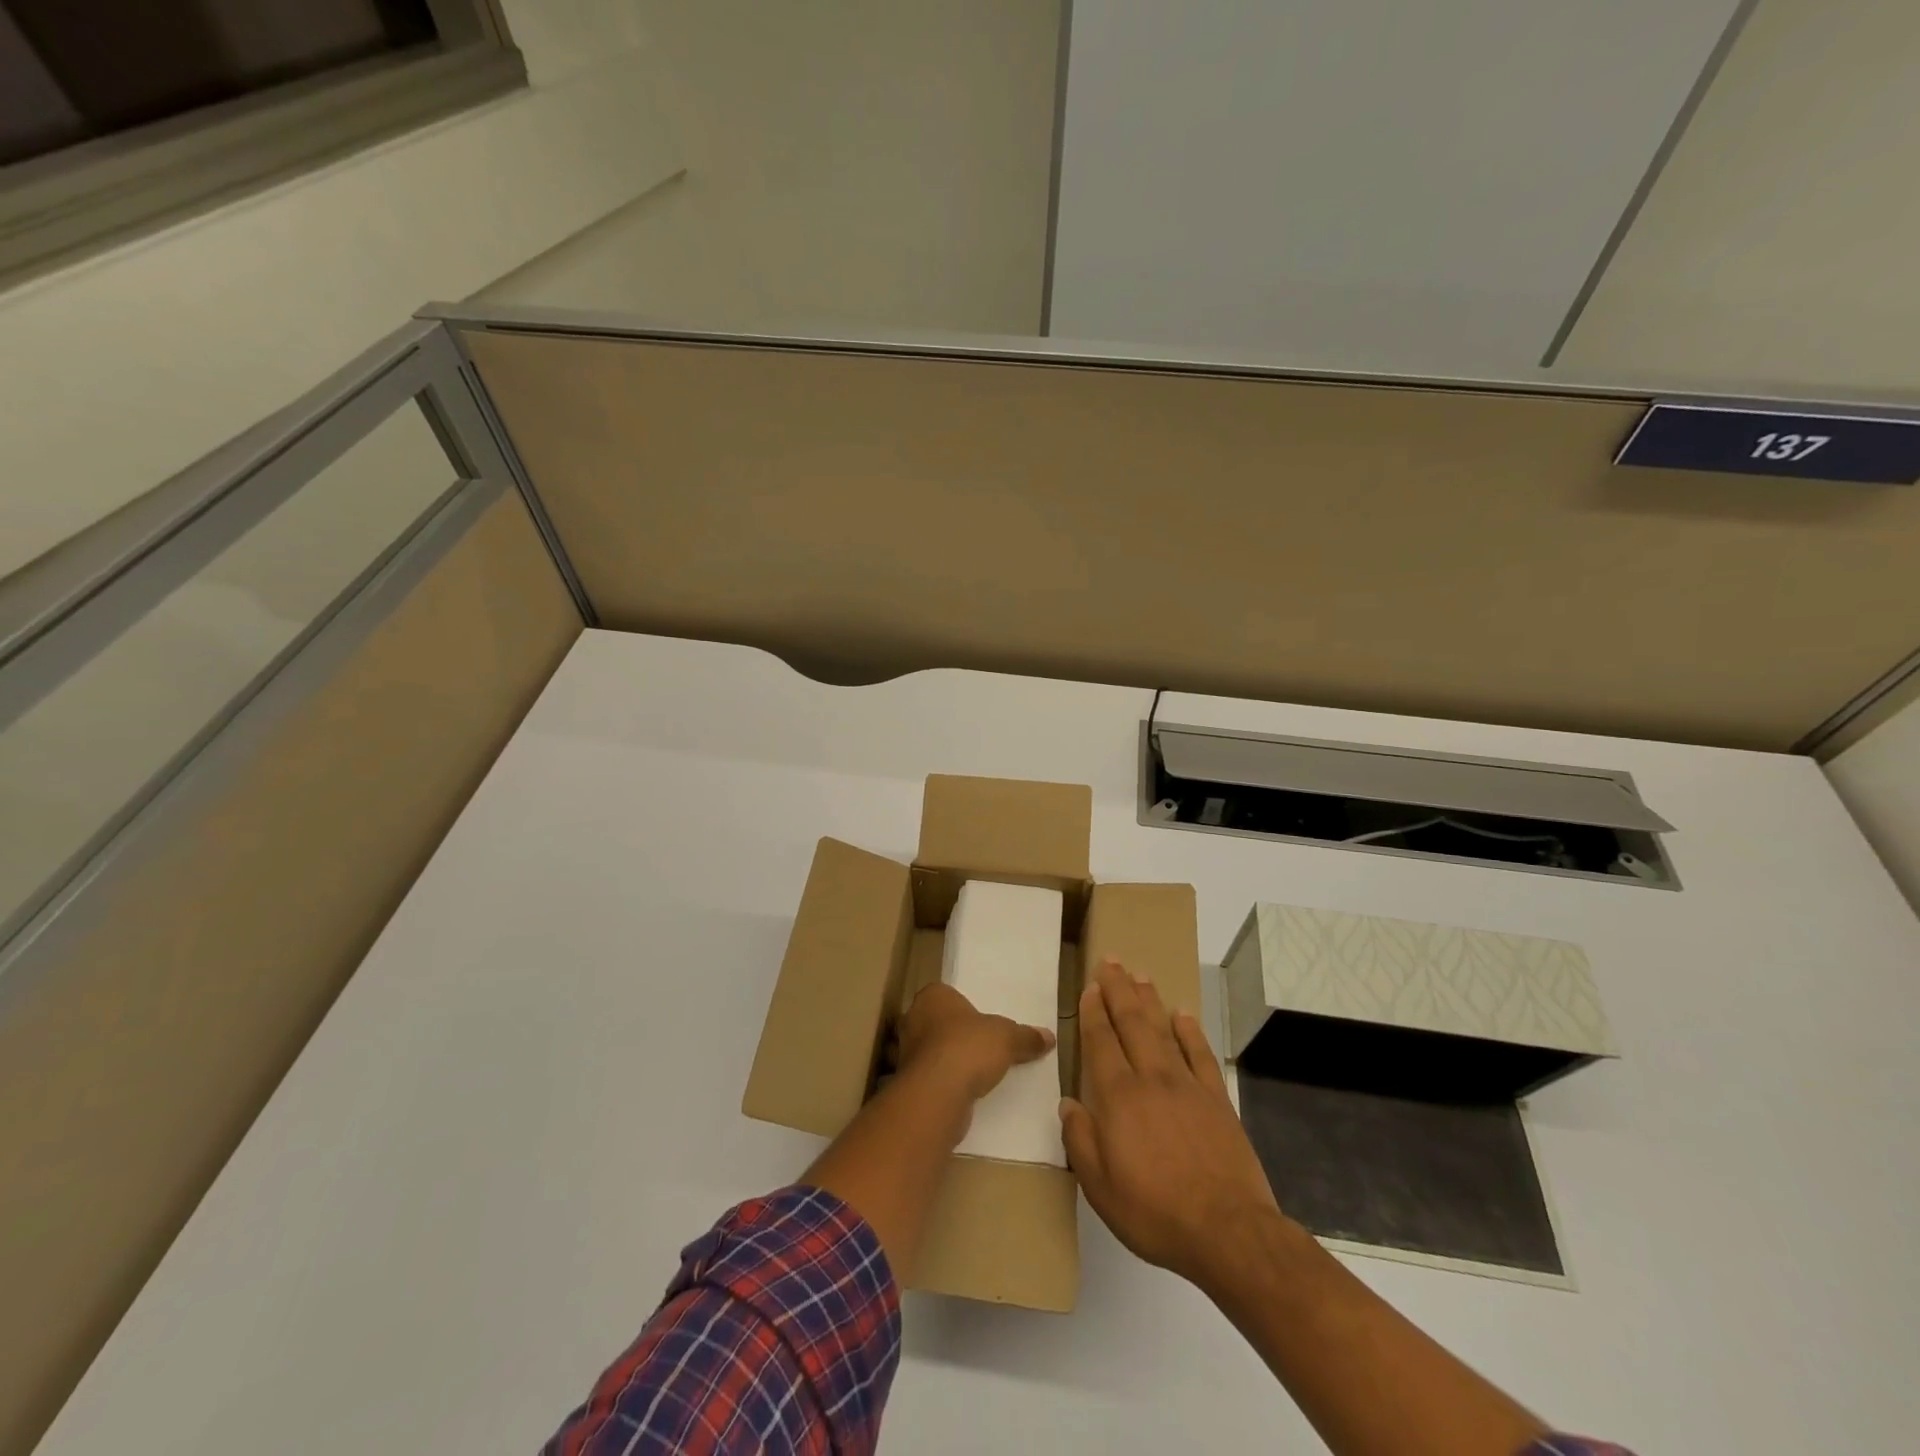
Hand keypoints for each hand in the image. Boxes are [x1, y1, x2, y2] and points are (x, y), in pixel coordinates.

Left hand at [896, 982, 1054, 1100]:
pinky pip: (932, 1076)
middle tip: (984, 1046)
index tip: (984, 1023)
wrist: (937, 1094)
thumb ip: (1026, 1036)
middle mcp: (914, 1018)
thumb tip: (1049, 1037)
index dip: (966, 1008)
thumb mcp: (1007, 1038)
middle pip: (940, 1022)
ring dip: (951, 1060)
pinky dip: (946, 1083)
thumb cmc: (968, 1048)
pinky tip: (966, 1092)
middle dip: (958, 1034)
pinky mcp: (908, 1082)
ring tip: (978, 1072)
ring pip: (934, 1050)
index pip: (948, 995)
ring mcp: (906, 1051)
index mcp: (933, 996)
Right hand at [1060, 960, 1281, 1288]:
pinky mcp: (1217, 1100)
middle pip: (1132, 1023)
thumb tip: (1068, 1104)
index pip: (1102, 1042)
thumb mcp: (1100, 1187)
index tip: (1091, 987)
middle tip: (1111, 961)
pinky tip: (1183, 1015)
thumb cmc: (1154, 1212)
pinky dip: (1191, 1032)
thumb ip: (1080, 1140)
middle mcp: (1151, 1079)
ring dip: (1150, 1000)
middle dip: (1119, 990)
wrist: (1228, 1231)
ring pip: (1164, 1030)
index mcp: (1119, 1097)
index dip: (1094, 1012)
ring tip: (1140, 975)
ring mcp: (1188, 1086)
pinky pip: (1200, 1055)